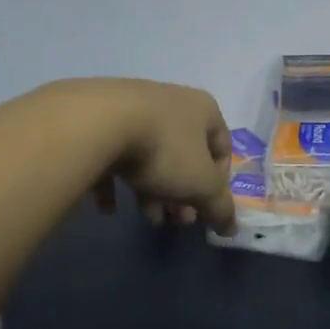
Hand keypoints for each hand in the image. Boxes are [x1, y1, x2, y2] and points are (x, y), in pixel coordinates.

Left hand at [79, 79, 237, 235]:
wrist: (98, 123)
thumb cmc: (163, 150)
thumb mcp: (200, 184)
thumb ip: (219, 207)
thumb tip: (231, 227)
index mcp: (204, 109)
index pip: (222, 148)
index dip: (218, 184)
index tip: (204, 209)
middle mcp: (172, 101)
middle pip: (184, 155)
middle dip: (182, 193)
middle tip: (175, 219)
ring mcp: (134, 106)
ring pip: (150, 155)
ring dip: (153, 190)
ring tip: (147, 217)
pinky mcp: (100, 117)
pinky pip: (114, 153)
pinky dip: (115, 182)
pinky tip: (107, 207)